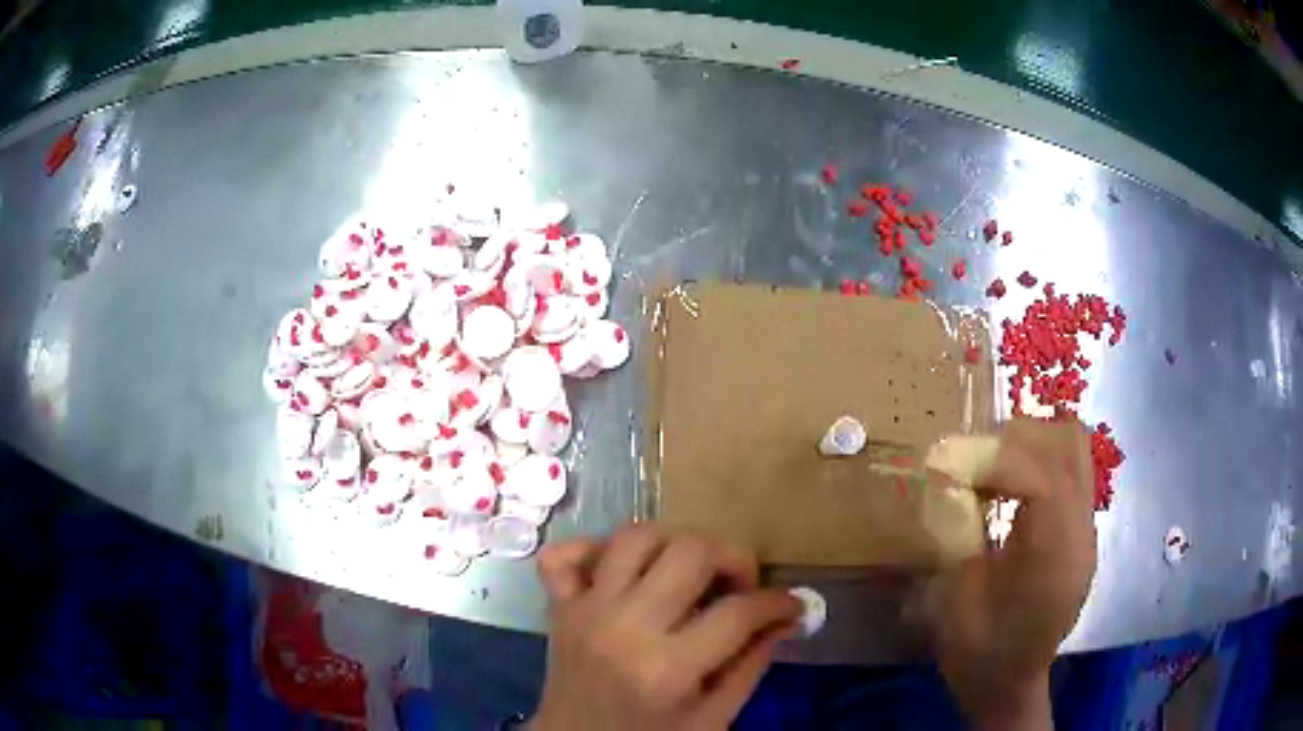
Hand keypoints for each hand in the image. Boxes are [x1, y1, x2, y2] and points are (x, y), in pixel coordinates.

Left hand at [528, 525, 801, 730]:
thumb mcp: (712, 720)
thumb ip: (749, 668)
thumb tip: (782, 620)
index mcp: (666, 669)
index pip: (737, 612)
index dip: (777, 602)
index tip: (790, 605)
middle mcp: (623, 627)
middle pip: (689, 552)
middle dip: (732, 558)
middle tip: (740, 585)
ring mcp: (584, 611)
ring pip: (634, 537)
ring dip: (673, 544)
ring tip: (690, 571)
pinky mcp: (558, 606)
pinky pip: (563, 554)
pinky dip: (594, 549)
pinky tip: (623, 571)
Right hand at [925, 418, 1097, 729]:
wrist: (1010, 685)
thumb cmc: (980, 652)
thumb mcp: (954, 598)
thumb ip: (956, 530)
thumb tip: (944, 477)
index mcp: (1053, 553)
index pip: (1039, 474)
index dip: (990, 458)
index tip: (947, 465)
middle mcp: (1081, 530)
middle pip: (1067, 443)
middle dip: (1015, 438)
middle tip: (971, 460)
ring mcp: (1087, 528)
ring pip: (1074, 449)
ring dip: (1031, 444)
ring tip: (990, 468)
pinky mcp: (1081, 530)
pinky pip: (1070, 471)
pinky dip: (1039, 463)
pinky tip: (1009, 491)